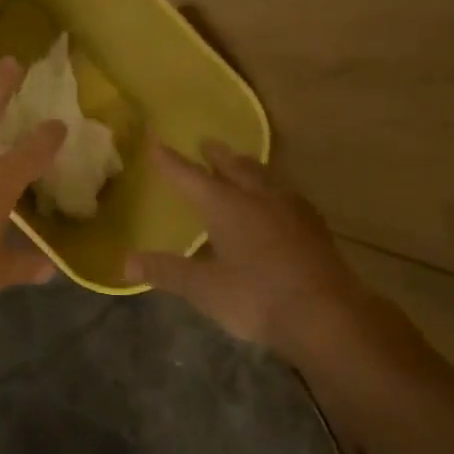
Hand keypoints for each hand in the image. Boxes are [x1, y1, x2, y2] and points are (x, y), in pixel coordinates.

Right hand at [126, 139, 370, 360]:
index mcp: (226, 206)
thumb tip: (125, 263)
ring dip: (247, 168)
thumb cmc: (257, 298)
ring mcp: (291, 209)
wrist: (327, 315)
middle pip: (234, 167)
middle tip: (206, 144)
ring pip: (264, 177)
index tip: (153, 138)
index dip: (168, 159)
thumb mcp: (204, 288)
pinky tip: (278, 203)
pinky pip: (286, 196)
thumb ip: (166, 271)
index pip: (189, 176)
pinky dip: (272, 190)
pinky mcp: (314, 226)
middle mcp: (258, 197)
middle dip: (216, 156)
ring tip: (241, 166)